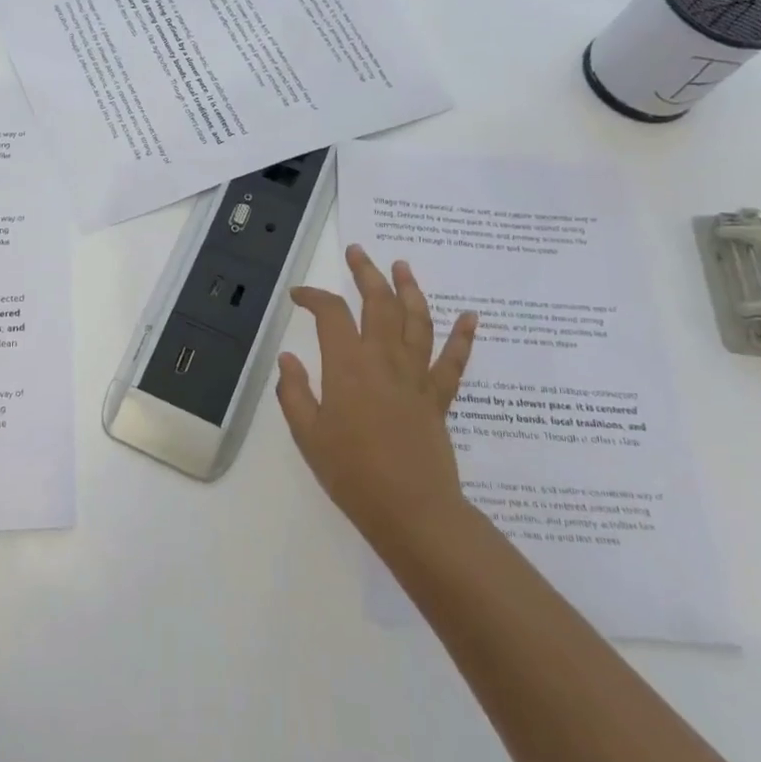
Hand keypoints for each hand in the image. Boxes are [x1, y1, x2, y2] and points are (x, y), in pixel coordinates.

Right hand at [277, 244, 477, 553]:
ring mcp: (416, 376)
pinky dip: (464, 337)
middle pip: (378, 304)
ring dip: (410, 289)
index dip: (314, 297)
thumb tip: (289, 358)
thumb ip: (294, 391)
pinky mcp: (438, 397)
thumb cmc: (350, 472)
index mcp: (348, 366)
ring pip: (416, 321)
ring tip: (402, 266)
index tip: (299, 296)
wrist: (410, 509)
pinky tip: (471, 316)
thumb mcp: (307, 433)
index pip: (331, 314)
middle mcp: (384, 360)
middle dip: (366, 273)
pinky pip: (454, 361)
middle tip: (357, 252)